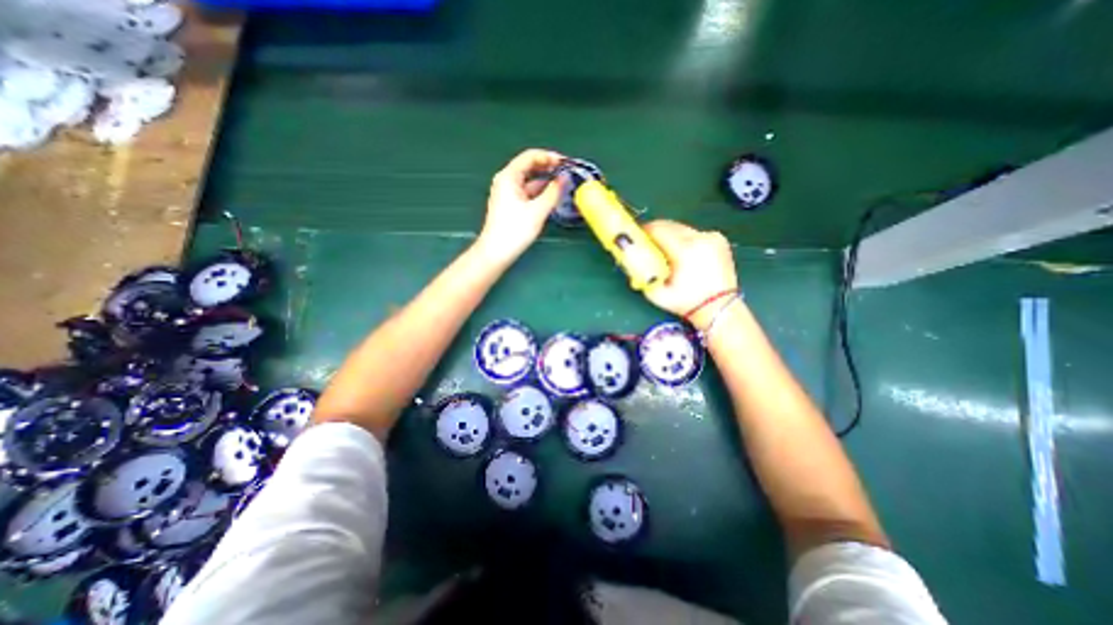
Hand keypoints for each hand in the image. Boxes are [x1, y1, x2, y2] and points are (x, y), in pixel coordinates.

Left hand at [475, 148, 567, 265]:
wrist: (496, 252)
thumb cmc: (515, 230)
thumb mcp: (538, 211)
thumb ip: (553, 192)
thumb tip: (565, 178)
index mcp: (509, 176)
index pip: (531, 156)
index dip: (549, 157)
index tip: (566, 163)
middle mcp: (506, 180)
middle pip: (529, 166)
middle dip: (548, 168)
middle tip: (567, 173)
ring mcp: (507, 193)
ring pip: (529, 180)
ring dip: (545, 181)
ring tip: (563, 185)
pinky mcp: (510, 204)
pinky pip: (527, 192)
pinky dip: (540, 192)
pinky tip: (551, 197)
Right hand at [643, 217, 737, 327]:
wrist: (719, 309)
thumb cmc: (686, 303)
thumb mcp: (657, 294)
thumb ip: (641, 275)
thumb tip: (631, 258)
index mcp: (685, 250)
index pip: (659, 229)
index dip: (644, 231)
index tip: (636, 236)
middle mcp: (700, 238)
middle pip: (670, 225)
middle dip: (656, 231)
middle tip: (646, 242)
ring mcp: (712, 237)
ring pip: (682, 228)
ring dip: (670, 234)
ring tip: (663, 248)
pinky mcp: (719, 239)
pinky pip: (694, 233)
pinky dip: (684, 238)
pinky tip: (681, 252)